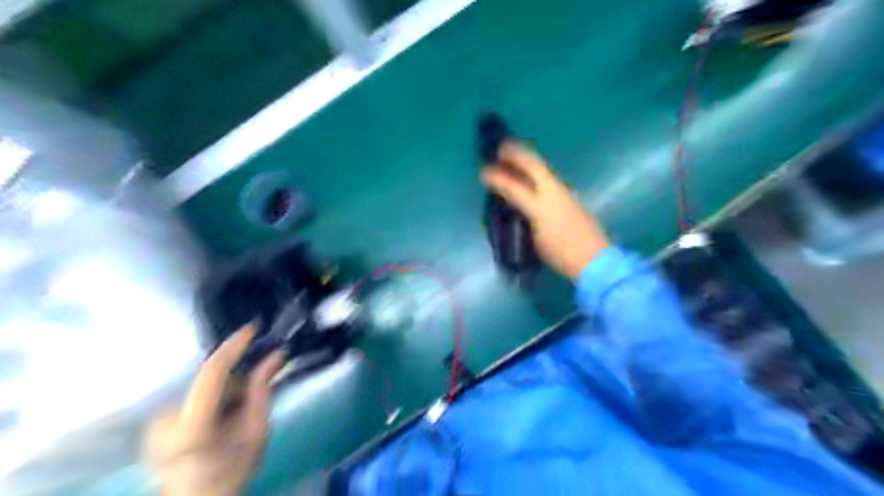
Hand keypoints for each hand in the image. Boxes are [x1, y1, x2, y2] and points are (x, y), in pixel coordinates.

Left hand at [143, 325, 282, 495]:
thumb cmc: (232, 472)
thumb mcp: (257, 432)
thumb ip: (262, 390)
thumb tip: (276, 354)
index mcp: (192, 428)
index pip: (212, 374)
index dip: (233, 347)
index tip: (253, 327)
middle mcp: (164, 421)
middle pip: (211, 382)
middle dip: (236, 383)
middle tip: (249, 404)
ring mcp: (154, 422)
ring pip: (204, 388)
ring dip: (225, 394)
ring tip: (231, 420)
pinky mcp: (153, 422)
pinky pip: (193, 397)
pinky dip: (212, 402)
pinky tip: (216, 423)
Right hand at [483, 143, 607, 281]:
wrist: (593, 259)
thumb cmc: (561, 251)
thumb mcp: (536, 237)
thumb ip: (523, 216)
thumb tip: (511, 203)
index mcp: (542, 203)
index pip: (515, 186)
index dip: (498, 178)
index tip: (483, 171)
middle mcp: (553, 192)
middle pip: (534, 166)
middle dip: (516, 154)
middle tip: (501, 148)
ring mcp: (564, 194)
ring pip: (542, 170)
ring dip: (526, 161)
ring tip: (513, 158)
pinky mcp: (569, 199)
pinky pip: (547, 178)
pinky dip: (535, 172)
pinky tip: (529, 178)